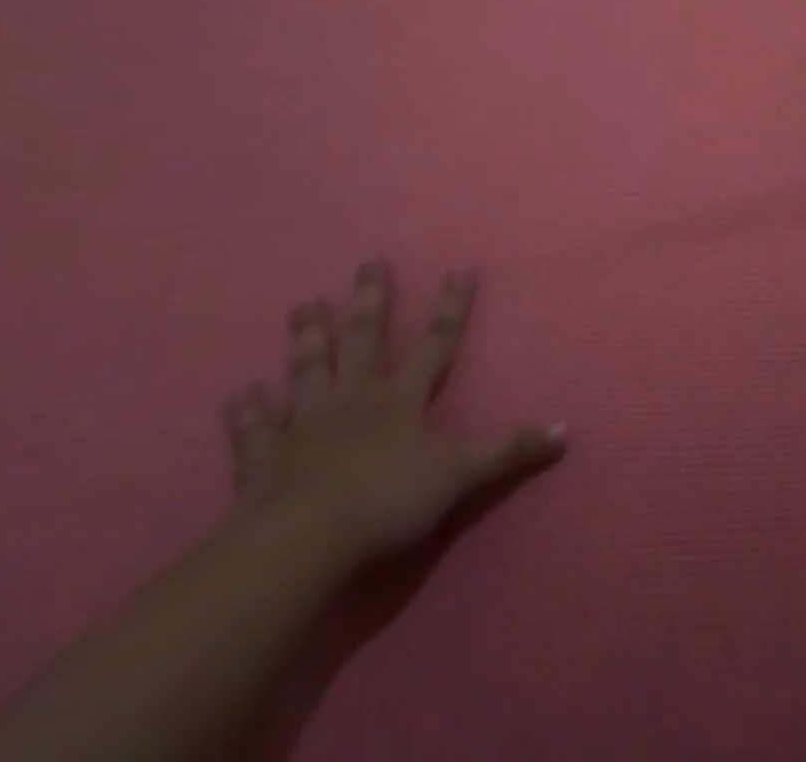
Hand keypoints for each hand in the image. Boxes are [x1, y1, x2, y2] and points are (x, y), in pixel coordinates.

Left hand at [223, 262, 565, 567]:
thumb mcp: (461, 476)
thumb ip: (510, 451)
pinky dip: (247, 411)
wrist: (302, 544)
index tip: (459, 269)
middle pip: (364, 338)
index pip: (436, 341)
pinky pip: (254, 429)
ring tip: (305, 305)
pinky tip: (240, 391)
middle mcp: (355, 398)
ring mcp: (306, 424)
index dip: (451, 306)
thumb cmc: (387, 501)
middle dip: (370, 299)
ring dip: (308, 337)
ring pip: (308, 369)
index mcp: (402, 398)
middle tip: (367, 262)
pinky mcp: (263, 458)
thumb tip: (565, 430)